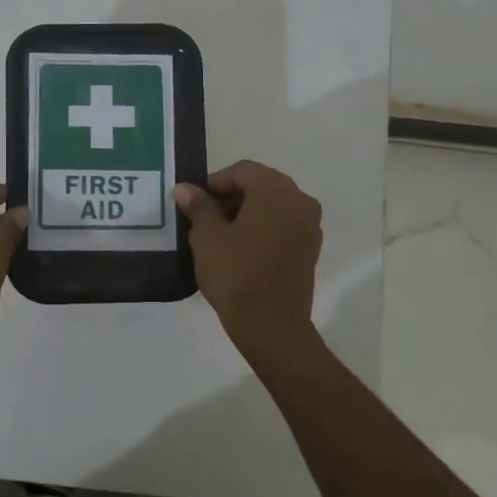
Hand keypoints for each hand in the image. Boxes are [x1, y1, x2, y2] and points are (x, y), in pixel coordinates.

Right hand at [173, 160, 321, 353]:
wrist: (271, 325)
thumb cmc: (236, 274)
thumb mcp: (207, 237)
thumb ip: (198, 207)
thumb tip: (185, 189)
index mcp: (275, 190)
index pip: (242, 171)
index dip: (215, 182)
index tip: (195, 203)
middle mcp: (299, 200)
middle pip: (261, 184)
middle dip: (232, 196)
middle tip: (205, 217)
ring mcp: (309, 225)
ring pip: (273, 205)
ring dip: (248, 212)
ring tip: (221, 235)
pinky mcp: (310, 248)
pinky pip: (284, 224)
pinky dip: (263, 227)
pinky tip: (243, 248)